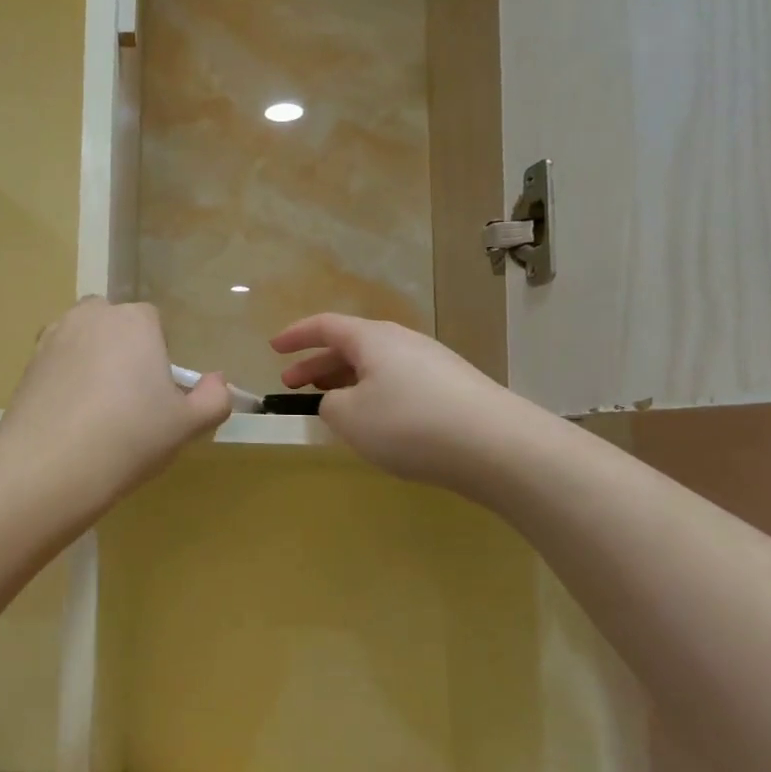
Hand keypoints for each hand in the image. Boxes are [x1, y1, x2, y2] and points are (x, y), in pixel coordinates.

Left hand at [0, 299, 231, 509]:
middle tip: (128, 398)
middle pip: (112, 324)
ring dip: (89, 360)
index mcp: (134, 321)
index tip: (157, 392)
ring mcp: (52, 338)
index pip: (153, 322)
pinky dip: (63, 380)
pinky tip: (69, 417)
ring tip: (96, 408)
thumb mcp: (187, 425)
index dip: (158, 354)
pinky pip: (55, 364)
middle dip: (121, 348)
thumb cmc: (131, 437)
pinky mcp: (26, 365)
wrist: (52, 465)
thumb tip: (217, 381)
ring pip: (80, 340)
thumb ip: (213, 399)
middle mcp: (90, 317)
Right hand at [271, 314, 552, 496]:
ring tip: (329, 407)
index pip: (325, 326)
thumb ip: (329, 404)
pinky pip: (398, 384)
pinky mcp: (452, 389)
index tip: (273, 348)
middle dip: (316, 364)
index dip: (295, 335)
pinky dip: (373, 396)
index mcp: (373, 339)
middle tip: (291, 385)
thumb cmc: (409, 424)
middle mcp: (403, 342)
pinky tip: (374, 424)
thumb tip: (338, 400)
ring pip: (375, 367)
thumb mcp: (349, 417)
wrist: (497, 446)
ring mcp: (432, 364)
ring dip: (345, 382)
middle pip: (350, 346)